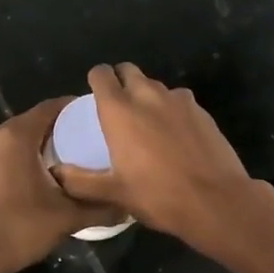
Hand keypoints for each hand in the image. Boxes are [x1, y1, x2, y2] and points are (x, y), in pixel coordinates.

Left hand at [0, 98, 122, 272]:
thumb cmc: (21, 229)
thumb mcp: (67, 218)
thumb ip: (100, 207)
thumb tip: (129, 207)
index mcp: (15, 136)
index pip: (50, 107)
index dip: (74, 109)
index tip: (95, 117)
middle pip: (32, 121)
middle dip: (58, 129)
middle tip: (85, 141)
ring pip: (14, 138)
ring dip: (37, 145)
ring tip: (64, 160)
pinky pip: (0, 153)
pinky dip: (18, 158)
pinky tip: (36, 176)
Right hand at [51, 63, 259, 248]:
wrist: (216, 201)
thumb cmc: (158, 196)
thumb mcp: (113, 193)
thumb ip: (80, 181)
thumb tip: (56, 173)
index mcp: (119, 110)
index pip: (101, 74)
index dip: (96, 80)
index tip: (95, 96)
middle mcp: (148, 96)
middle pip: (129, 71)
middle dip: (121, 81)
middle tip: (118, 108)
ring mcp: (179, 101)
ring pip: (156, 86)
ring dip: (147, 96)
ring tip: (146, 124)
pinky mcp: (202, 111)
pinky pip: (179, 101)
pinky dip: (171, 110)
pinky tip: (174, 136)